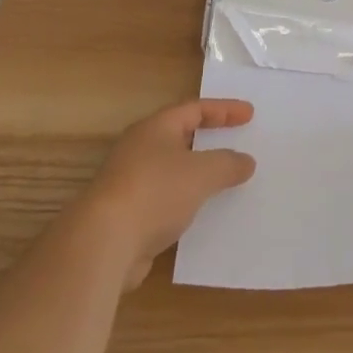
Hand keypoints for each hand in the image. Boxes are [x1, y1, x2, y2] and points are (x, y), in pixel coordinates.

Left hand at [80, 99, 256, 287]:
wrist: (103, 244)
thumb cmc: (155, 192)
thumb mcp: (202, 173)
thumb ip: (227, 164)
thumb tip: (246, 161)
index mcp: (156, 128)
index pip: (195, 109)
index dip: (224, 110)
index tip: (250, 114)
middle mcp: (140, 149)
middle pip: (180, 137)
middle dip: (209, 140)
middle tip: (237, 142)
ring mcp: (131, 183)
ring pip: (173, 171)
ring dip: (198, 175)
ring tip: (225, 181)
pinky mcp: (128, 216)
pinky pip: (166, 201)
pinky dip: (187, 203)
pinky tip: (203, 216)